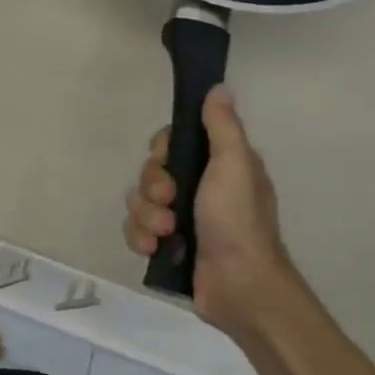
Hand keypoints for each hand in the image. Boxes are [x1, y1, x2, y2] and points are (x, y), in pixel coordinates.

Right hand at [124, 86, 295, 334]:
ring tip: (166, 233)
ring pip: (138, 203)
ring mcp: (180, 220)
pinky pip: (135, 230)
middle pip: (150, 173)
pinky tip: (155, 249)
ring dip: (146, 217)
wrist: (239, 286)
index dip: (162, 150)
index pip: (171, 144)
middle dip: (152, 188)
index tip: (166, 159)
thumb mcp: (234, 165)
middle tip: (169, 201)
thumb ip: (222, 127)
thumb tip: (217, 88)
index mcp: (217, 168)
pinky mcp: (165, 246)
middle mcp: (197, 190)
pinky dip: (141, 238)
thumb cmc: (238, 221)